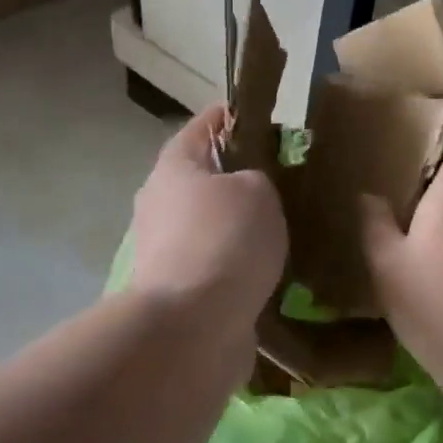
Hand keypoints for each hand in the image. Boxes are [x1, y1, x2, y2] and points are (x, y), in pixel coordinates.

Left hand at [130, 106, 287, 334]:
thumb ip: (257, 176)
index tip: (260, 118)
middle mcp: (160, 202)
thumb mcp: (257, 191)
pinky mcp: (176, 288)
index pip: (202, 125)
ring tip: (282, 226)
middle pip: (202, 177)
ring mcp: (163, 248)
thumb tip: (246, 188)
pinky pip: (213, 262)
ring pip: (208, 223)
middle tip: (282, 178)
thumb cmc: (225, 240)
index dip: (230, 117)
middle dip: (237, 175)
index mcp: (174, 167)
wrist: (192, 326)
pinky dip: (235, 262)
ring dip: (237, 224)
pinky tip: (267, 267)